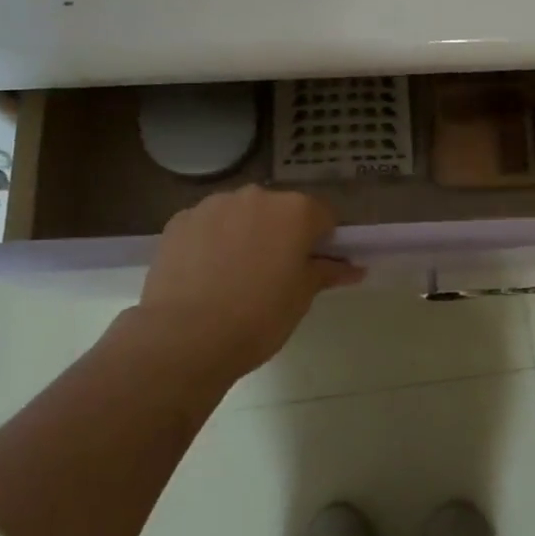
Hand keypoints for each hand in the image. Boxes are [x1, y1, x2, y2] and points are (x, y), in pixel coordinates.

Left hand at [132, 186, 363, 384]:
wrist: (184, 338)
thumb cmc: (258, 318)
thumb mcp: (302, 297)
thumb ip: (328, 272)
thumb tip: (354, 268)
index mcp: (295, 211)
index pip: (323, 216)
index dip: (322, 241)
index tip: (312, 267)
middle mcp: (257, 196)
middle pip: (280, 210)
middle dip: (281, 234)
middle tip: (274, 274)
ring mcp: (214, 205)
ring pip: (241, 214)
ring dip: (245, 233)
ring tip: (234, 276)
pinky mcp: (180, 221)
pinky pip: (207, 225)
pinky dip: (211, 240)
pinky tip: (205, 274)